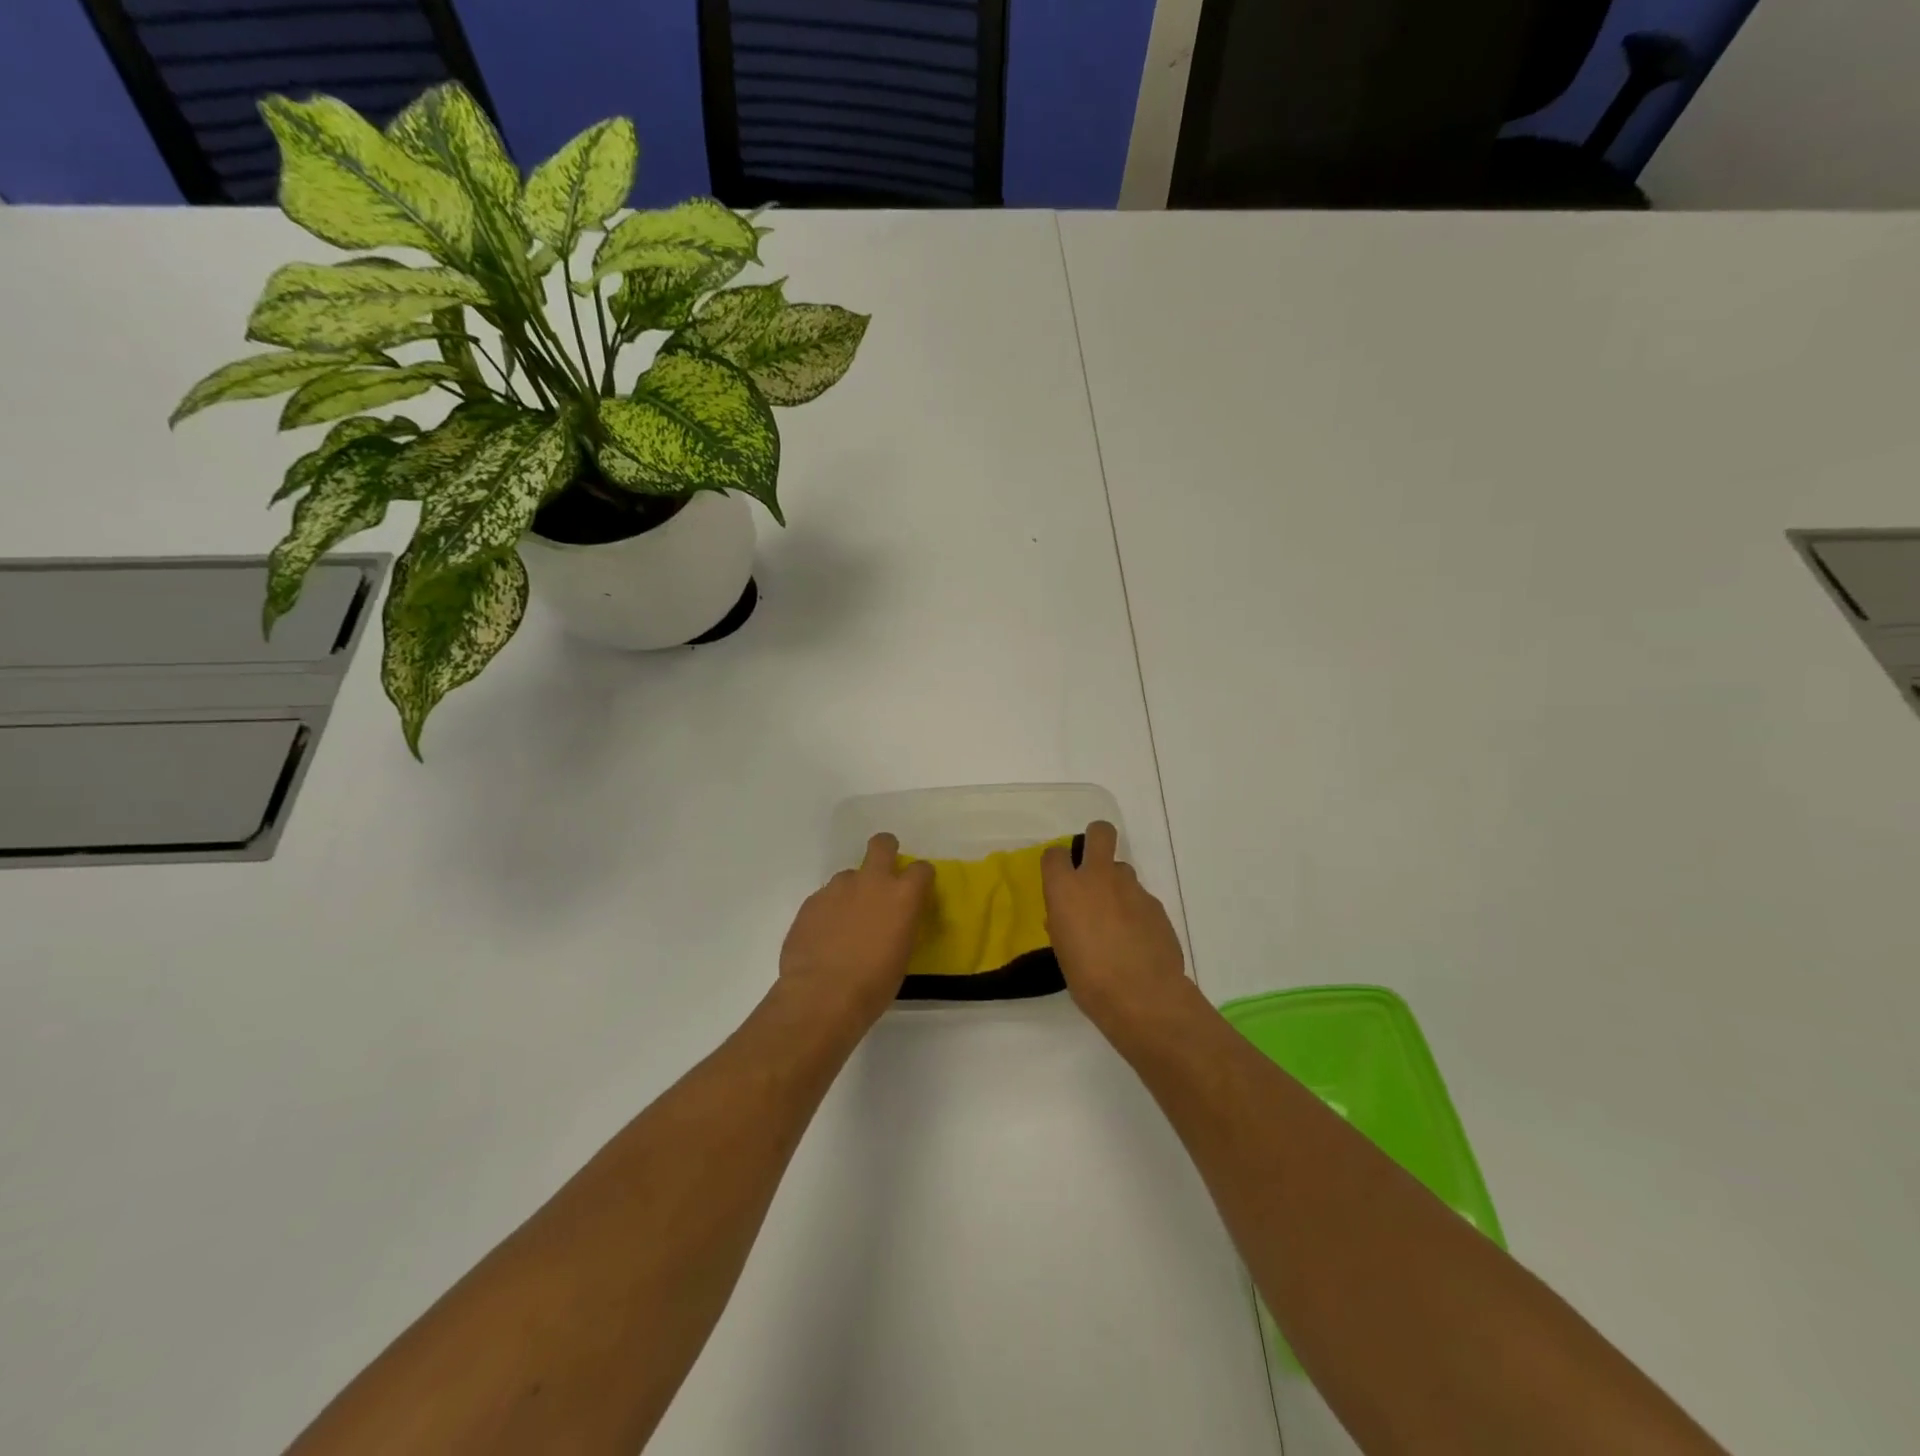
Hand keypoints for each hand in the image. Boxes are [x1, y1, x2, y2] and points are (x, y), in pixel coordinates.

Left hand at [779, 833, 933, 1029]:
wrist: (822, 995)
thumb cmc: (874, 984)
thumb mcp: (902, 954)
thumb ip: (900, 925)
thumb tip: (894, 920)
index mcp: (903, 896)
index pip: (921, 869)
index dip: (921, 877)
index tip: (918, 890)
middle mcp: (871, 882)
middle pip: (882, 845)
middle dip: (886, 849)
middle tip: (883, 871)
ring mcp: (837, 888)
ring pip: (849, 876)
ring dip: (852, 891)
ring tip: (847, 921)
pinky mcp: (811, 901)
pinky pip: (825, 898)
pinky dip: (829, 911)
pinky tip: (825, 936)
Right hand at [1042, 821, 1189, 1032]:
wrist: (1143, 996)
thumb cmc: (1089, 978)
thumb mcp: (1063, 951)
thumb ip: (1063, 924)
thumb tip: (1067, 917)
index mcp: (1066, 889)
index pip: (1054, 854)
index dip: (1057, 863)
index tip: (1059, 877)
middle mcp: (1098, 878)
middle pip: (1100, 833)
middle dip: (1097, 838)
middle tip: (1093, 863)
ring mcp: (1131, 888)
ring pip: (1122, 870)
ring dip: (1117, 886)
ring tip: (1117, 919)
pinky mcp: (1155, 904)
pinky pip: (1140, 898)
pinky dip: (1135, 911)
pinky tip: (1137, 939)